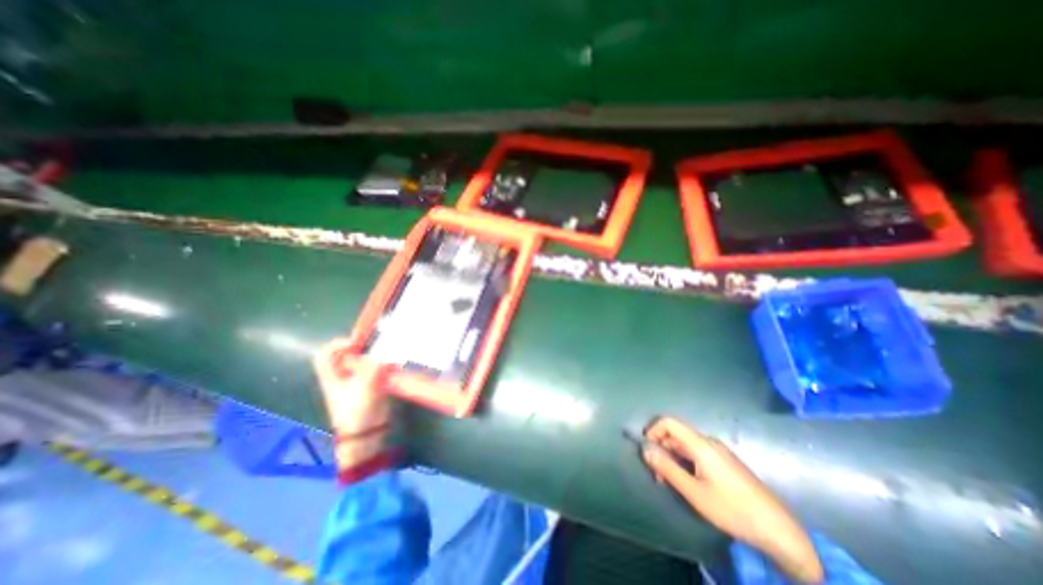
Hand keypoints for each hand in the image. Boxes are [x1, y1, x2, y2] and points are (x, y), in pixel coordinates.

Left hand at [312, 338, 392, 470]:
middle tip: (379, 344)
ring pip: (365, 360)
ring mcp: (358, 379)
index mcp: (332, 376)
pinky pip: (377, 368)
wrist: (366, 433)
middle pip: (349, 354)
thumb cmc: (356, 411)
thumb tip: (386, 348)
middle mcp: (344, 375)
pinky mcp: (372, 383)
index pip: (325, 354)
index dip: (337, 344)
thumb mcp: (363, 387)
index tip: (356, 343)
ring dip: (377, 355)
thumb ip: (374, 366)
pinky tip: (394, 365)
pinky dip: (385, 364)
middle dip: (364, 347)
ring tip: (389, 353)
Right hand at [645, 419, 823, 583]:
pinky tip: (686, 482)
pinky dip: (684, 462)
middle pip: (676, 434)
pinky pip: (696, 453)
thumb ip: (667, 468)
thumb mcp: (694, 492)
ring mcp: (718, 451)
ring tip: (668, 481)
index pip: (669, 422)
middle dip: (661, 448)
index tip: (646, 449)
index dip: (653, 430)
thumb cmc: (732, 509)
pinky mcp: (724, 462)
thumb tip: (645, 449)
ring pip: (685, 445)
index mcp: (700, 444)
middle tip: (656, 473)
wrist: (778, 530)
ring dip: (672, 457)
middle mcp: (708, 442)